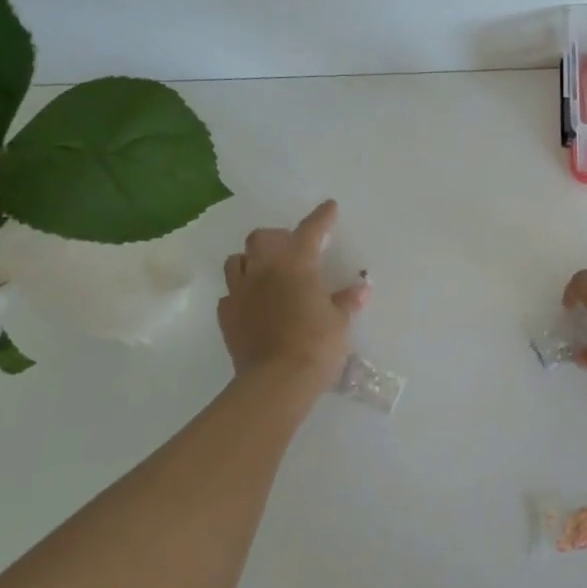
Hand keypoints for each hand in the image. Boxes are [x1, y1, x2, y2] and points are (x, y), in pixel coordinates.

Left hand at [219, 201, 368, 392]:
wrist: (276, 381)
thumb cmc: (316, 344)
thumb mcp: (340, 322)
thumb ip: (346, 301)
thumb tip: (360, 288)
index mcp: (296, 264)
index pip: (310, 230)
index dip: (322, 217)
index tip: (329, 206)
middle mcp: (263, 270)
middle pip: (261, 238)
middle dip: (277, 238)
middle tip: (292, 249)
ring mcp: (240, 292)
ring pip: (236, 261)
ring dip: (251, 261)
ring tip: (266, 273)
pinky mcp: (226, 315)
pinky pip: (230, 294)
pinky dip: (242, 294)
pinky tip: (254, 305)